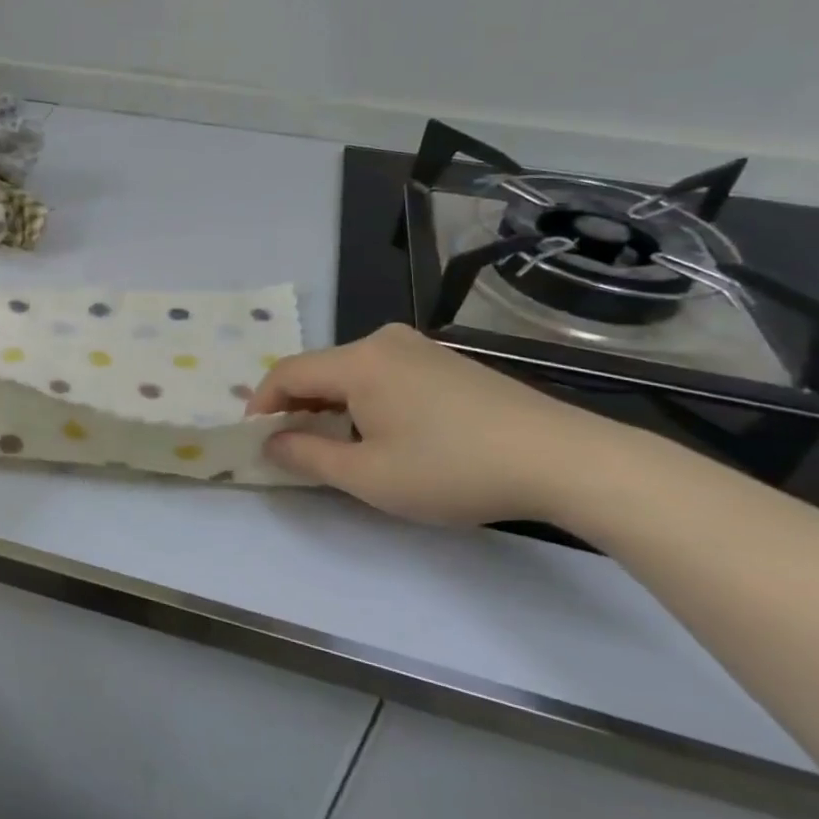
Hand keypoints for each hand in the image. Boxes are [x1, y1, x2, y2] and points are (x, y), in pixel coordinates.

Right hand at [247, 323, 634, 526]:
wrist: (563, 458)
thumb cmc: (453, 469)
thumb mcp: (370, 477)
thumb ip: (308, 456)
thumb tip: (272, 442)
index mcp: (358, 361)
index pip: (287, 372)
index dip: (262, 404)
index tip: (255, 439)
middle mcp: (383, 341)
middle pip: (320, 369)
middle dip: (298, 406)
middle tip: (294, 448)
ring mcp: (419, 348)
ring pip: (352, 372)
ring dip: (333, 405)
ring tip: (338, 446)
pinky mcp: (447, 362)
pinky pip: (384, 374)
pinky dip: (366, 401)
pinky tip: (385, 434)